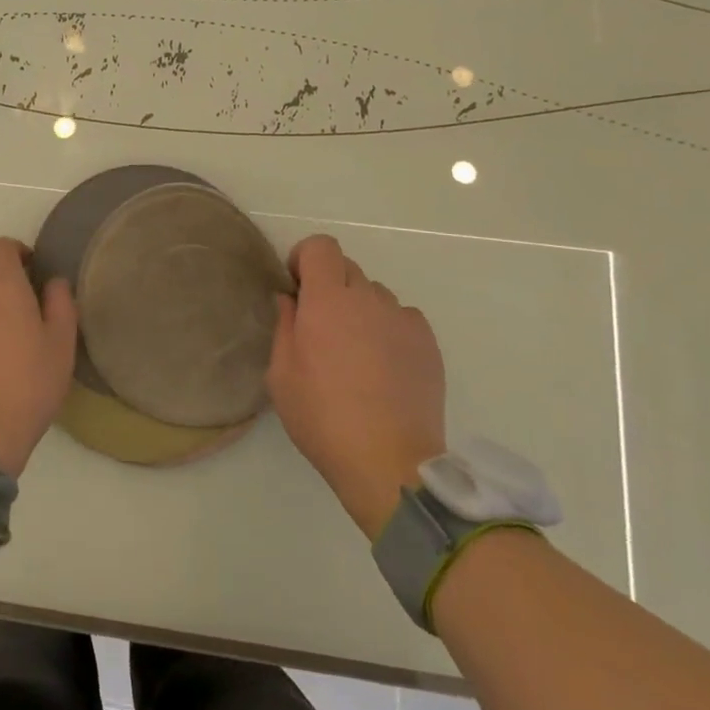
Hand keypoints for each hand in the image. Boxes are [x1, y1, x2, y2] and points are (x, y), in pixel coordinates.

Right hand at [267, 234, 446, 538]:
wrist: (389, 462)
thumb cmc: (322, 417)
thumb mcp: (281, 374)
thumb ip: (284, 326)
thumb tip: (290, 299)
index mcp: (327, 301)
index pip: (321, 247)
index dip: (306, 258)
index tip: (298, 289)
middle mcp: (368, 299)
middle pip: (347, 268)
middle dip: (330, 286)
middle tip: (321, 327)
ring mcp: (403, 320)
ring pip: (375, 295)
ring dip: (360, 309)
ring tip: (356, 353)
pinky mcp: (428, 344)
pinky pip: (402, 319)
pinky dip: (388, 330)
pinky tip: (383, 367)